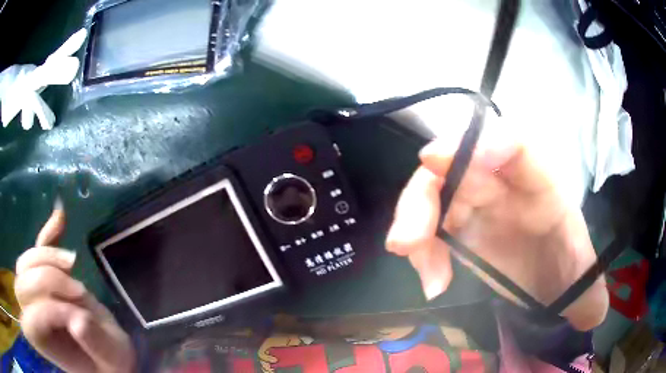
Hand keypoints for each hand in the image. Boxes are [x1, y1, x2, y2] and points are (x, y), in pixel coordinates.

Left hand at [15, 203, 135, 372]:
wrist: (110, 354)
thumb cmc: (111, 365)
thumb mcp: (110, 362)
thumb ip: (95, 345)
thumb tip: (77, 321)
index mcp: (46, 343)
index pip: (30, 317)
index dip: (45, 311)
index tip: (79, 317)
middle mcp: (33, 317)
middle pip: (22, 283)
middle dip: (47, 281)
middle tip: (80, 292)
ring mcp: (34, 296)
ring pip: (25, 263)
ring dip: (47, 257)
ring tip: (74, 265)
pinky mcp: (44, 280)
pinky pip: (37, 251)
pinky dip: (46, 234)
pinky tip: (60, 217)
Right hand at [386, 128, 608, 330]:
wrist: (546, 278)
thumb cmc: (565, 271)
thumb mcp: (581, 282)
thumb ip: (590, 296)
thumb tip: (594, 315)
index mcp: (543, 188)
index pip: (520, 149)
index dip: (491, 145)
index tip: (457, 159)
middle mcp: (506, 185)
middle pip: (461, 166)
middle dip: (429, 192)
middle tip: (407, 237)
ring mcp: (479, 202)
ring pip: (436, 191)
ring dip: (415, 220)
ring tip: (407, 257)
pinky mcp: (459, 223)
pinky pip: (430, 224)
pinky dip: (421, 249)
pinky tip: (431, 282)